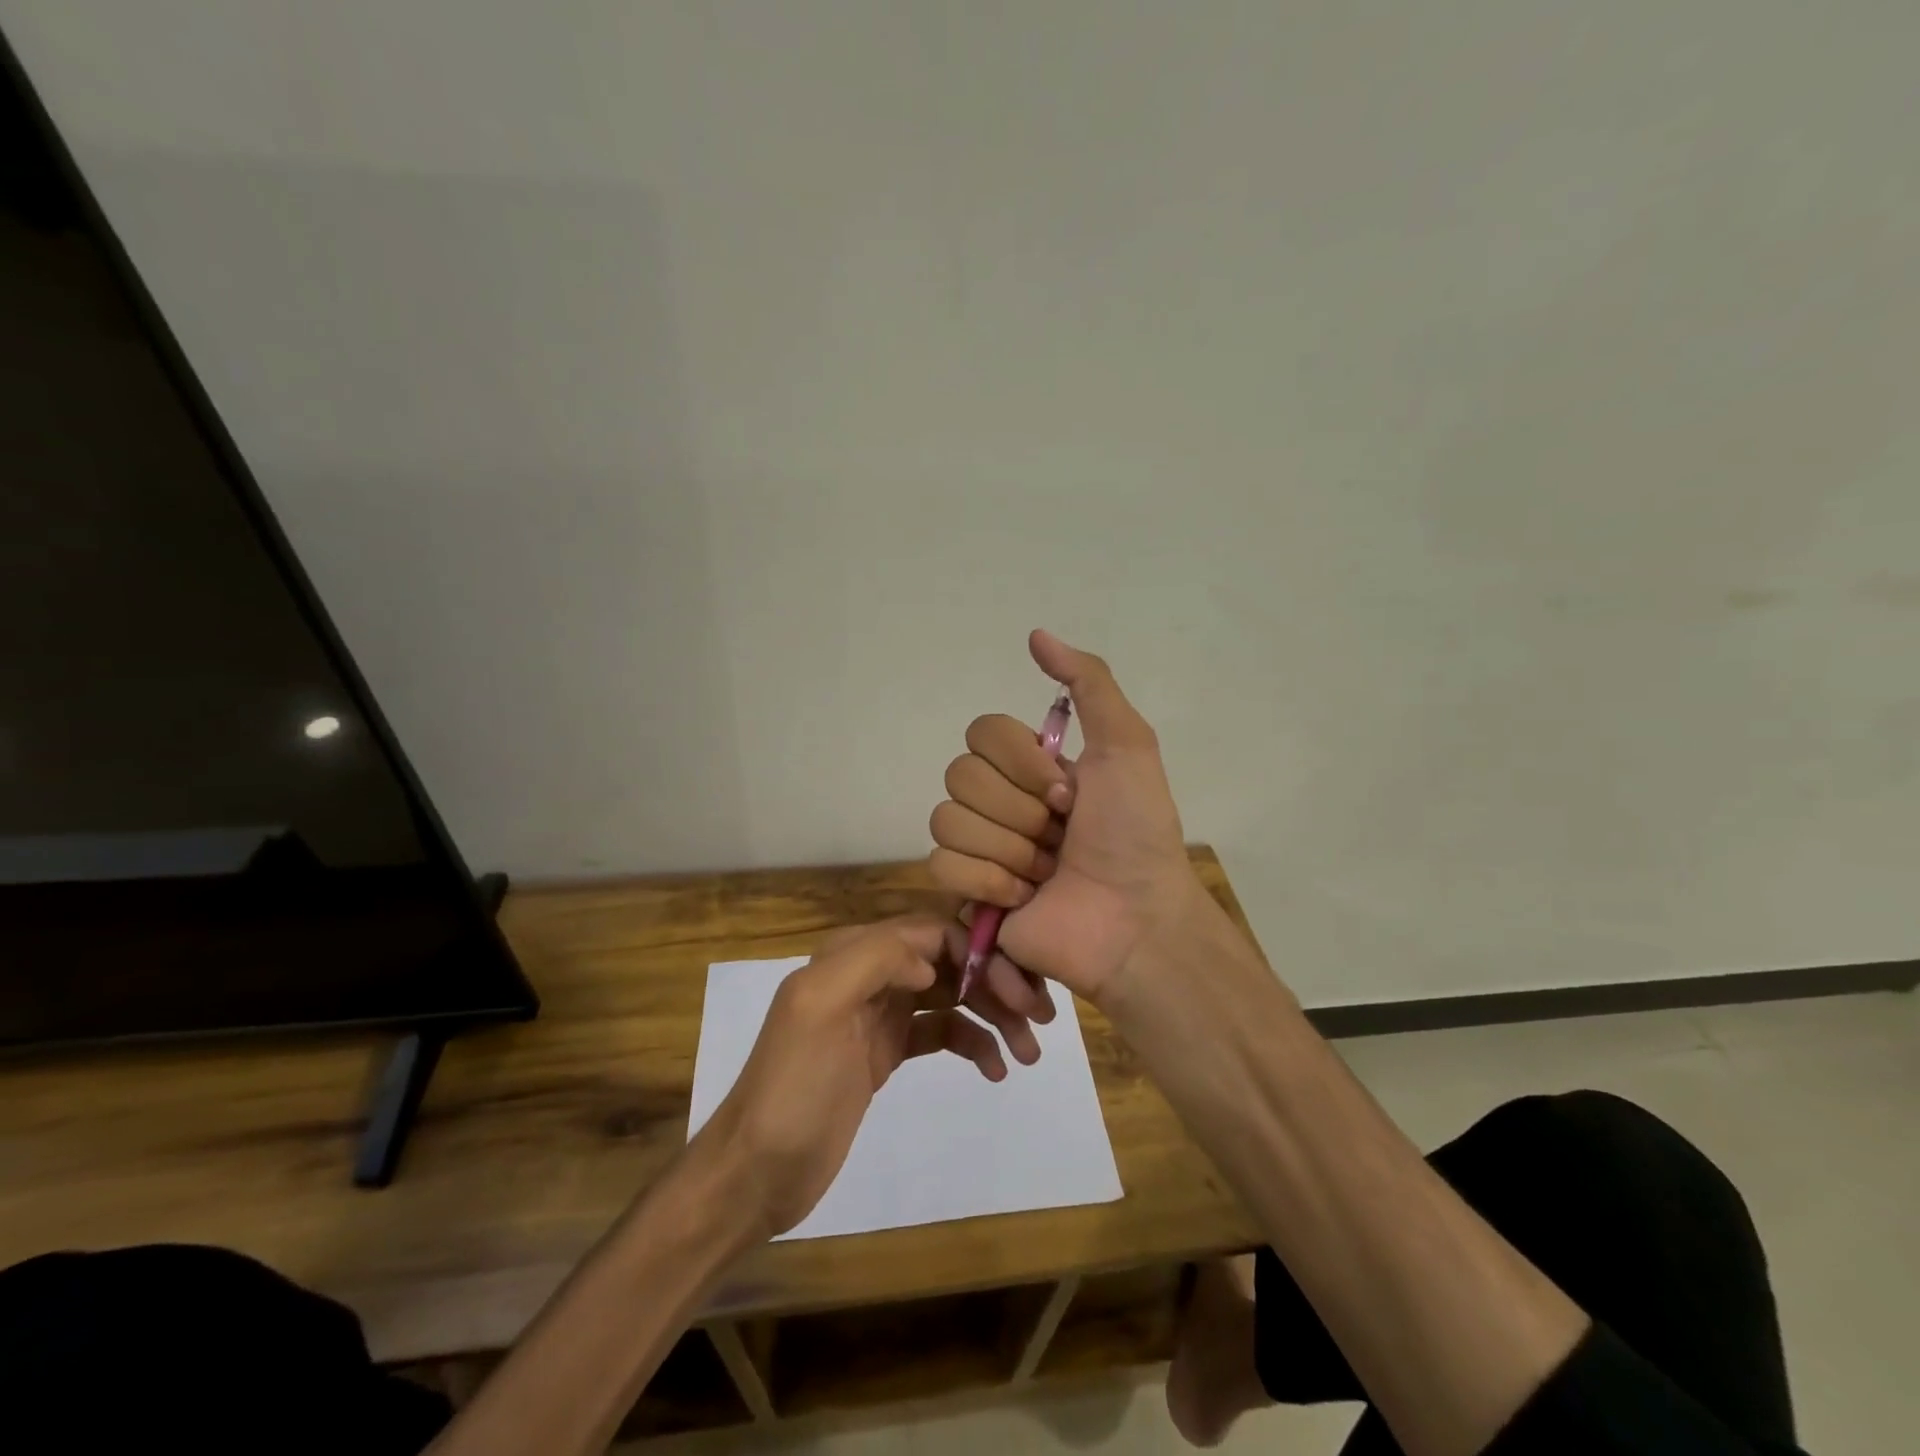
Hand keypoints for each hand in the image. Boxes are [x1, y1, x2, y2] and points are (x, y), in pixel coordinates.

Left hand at [701, 917, 1007, 1238]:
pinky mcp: (887, 1052)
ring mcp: (880, 1014)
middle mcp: (871, 974)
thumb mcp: (820, 1007)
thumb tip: (931, 960)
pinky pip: (941, 1032)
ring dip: (991, 1015)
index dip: (978, 952)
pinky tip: (994, 1069)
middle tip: (1037, 1022)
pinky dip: (971, 1042)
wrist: (757, 1172)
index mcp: (853, 953)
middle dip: (993, 984)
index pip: (931, 932)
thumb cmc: (792, 1088)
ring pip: (950, 997)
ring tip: (1027, 1052)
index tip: (1017, 988)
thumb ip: (873, 959)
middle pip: (947, 962)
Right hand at [928, 630, 1200, 1007]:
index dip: (1021, 762)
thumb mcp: (1128, 744)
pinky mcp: (969, 891)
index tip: (1067, 792)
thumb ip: (1088, 682)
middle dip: (1019, 809)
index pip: (980, 733)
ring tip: (1046, 870)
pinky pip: (942, 865)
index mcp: (1030, 765)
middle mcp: (1001, 799)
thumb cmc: (1136, 832)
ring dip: (1008, 847)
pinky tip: (1024, 896)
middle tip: (1060, 834)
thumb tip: (1035, 635)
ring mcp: (982, 846)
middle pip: (959, 775)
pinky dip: (990, 881)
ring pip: (948, 819)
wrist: (1135, 918)